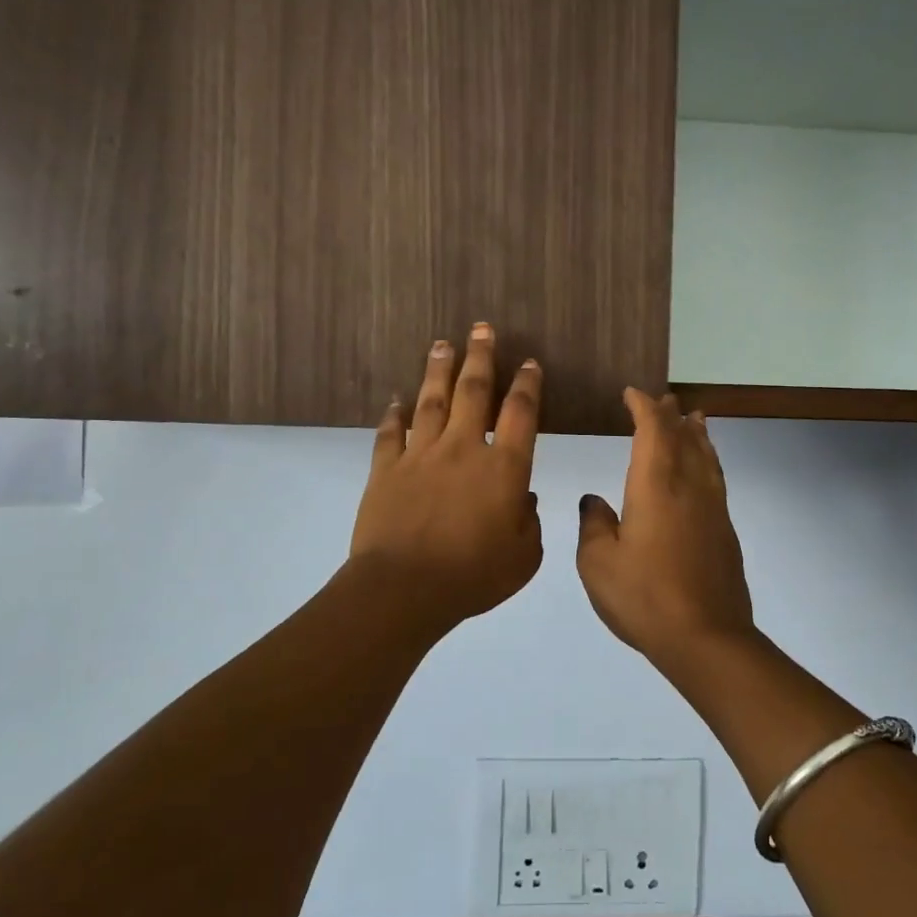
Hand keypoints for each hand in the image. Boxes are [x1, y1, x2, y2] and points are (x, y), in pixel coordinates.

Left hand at [349, 324, 543, 633]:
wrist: (405, 588)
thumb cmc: (474, 575)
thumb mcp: (524, 557)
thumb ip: (529, 522)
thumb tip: (524, 498)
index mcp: (504, 468)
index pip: (520, 414)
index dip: (527, 385)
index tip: (529, 362)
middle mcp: (464, 449)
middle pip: (474, 391)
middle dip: (481, 357)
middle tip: (482, 328)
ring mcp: (421, 455)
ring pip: (432, 401)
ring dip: (439, 370)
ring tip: (442, 343)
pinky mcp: (387, 469)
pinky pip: (391, 433)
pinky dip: (394, 415)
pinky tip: (396, 400)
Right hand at [576, 389, 755, 656]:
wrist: (706, 637)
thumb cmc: (644, 597)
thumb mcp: (598, 563)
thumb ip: (595, 525)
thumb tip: (595, 501)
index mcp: (655, 485)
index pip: (653, 430)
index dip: (643, 407)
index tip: (632, 394)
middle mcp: (688, 486)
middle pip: (684, 437)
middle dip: (671, 415)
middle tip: (664, 399)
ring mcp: (712, 508)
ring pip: (706, 456)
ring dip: (697, 433)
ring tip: (694, 418)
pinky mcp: (725, 530)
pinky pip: (716, 478)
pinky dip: (708, 460)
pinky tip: (704, 469)